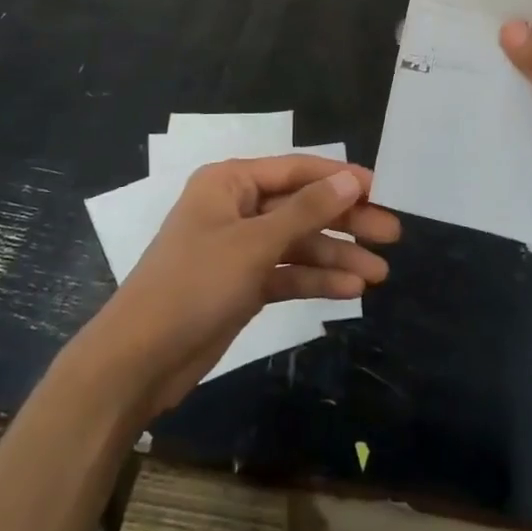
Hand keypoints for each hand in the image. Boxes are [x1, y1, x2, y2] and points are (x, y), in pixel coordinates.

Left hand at [84, 156, 400, 415]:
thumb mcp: (255, 244)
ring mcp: (239, 248)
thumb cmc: (194, 285)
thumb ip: (306, 211)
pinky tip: (351, 291)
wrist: (139, 359)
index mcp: (230, 182)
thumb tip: (351, 179)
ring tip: (380, 273)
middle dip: (345, 221)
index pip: (295, 171)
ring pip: (298, 243)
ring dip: (336, 256)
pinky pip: (287, 273)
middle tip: (392, 234)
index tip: (380, 189)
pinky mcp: (242, 285)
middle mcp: (236, 208)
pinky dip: (316, 280)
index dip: (339, 178)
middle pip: (301, 207)